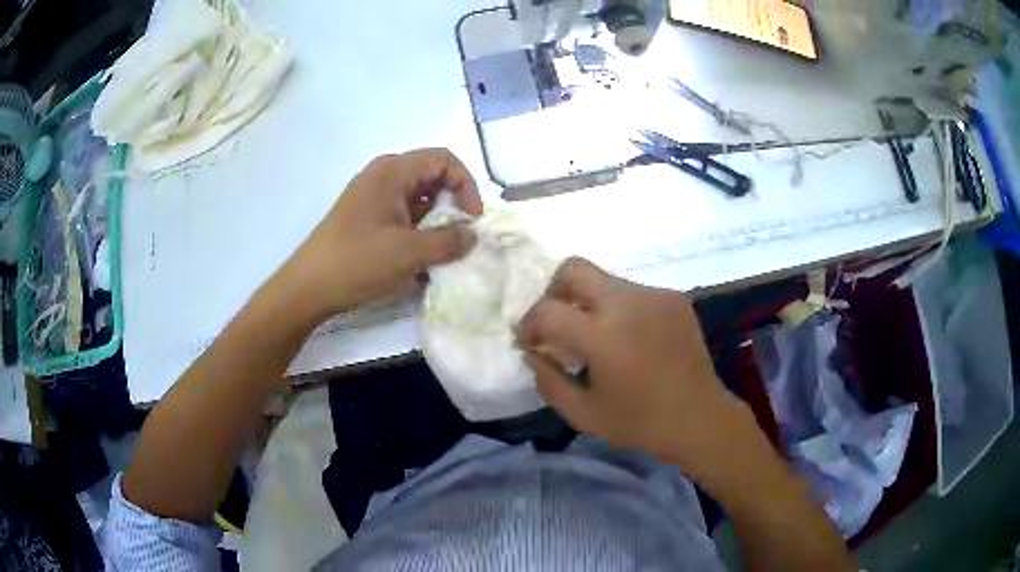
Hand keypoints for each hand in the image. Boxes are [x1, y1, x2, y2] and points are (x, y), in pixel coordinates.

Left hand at [278, 149, 482, 320]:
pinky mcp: (366, 217)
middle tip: (459, 235)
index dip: (466, 185)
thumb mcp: (409, 253)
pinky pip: (402, 213)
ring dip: (436, 220)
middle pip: (432, 175)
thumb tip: (472, 236)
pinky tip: (419, 257)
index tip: (471, 219)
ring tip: (440, 250)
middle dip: (452, 203)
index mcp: (392, 171)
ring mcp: (372, 196)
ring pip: (418, 197)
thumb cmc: (357, 262)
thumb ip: (448, 241)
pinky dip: (418, 229)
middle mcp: (383, 176)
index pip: (444, 159)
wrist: (308, 287)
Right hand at [517, 257, 755, 480]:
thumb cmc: (639, 422)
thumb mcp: (583, 413)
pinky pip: (633, 292)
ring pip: (605, 280)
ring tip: (597, 335)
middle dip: (554, 290)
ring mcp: (654, 295)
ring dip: (589, 302)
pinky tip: (630, 338)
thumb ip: (548, 381)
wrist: (698, 417)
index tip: (529, 341)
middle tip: (556, 321)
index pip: (548, 310)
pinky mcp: (673, 298)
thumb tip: (533, 353)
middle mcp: (627, 303)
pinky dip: (619, 309)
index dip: (529, 324)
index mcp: (602, 335)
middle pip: (574, 268)